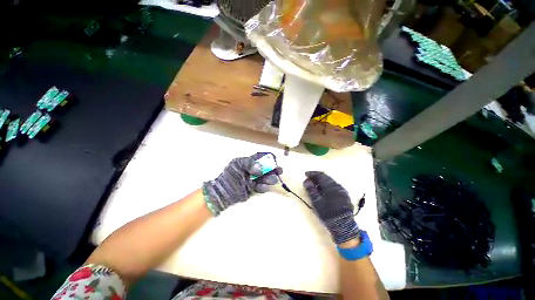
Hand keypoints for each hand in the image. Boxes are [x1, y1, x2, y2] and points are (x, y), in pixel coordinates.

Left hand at [202, 153, 281, 214]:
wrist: (222, 191)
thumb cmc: (229, 174)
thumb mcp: (237, 164)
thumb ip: (249, 163)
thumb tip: (260, 168)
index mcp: (249, 162)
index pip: (261, 157)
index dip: (268, 157)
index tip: (274, 160)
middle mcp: (253, 170)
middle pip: (266, 168)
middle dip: (273, 169)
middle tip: (279, 171)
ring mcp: (253, 180)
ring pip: (265, 178)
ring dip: (270, 178)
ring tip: (273, 180)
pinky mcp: (253, 189)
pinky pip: (261, 187)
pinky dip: (264, 187)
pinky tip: (266, 187)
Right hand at [303, 171, 359, 243]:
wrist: (343, 226)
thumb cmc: (327, 213)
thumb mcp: (316, 201)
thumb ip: (311, 189)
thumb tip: (306, 181)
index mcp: (330, 185)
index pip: (320, 175)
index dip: (312, 174)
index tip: (305, 174)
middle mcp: (338, 185)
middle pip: (326, 178)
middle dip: (316, 178)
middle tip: (309, 180)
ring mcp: (342, 191)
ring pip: (330, 182)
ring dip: (322, 182)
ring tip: (315, 186)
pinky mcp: (345, 196)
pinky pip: (334, 187)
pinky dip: (327, 186)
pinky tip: (323, 192)